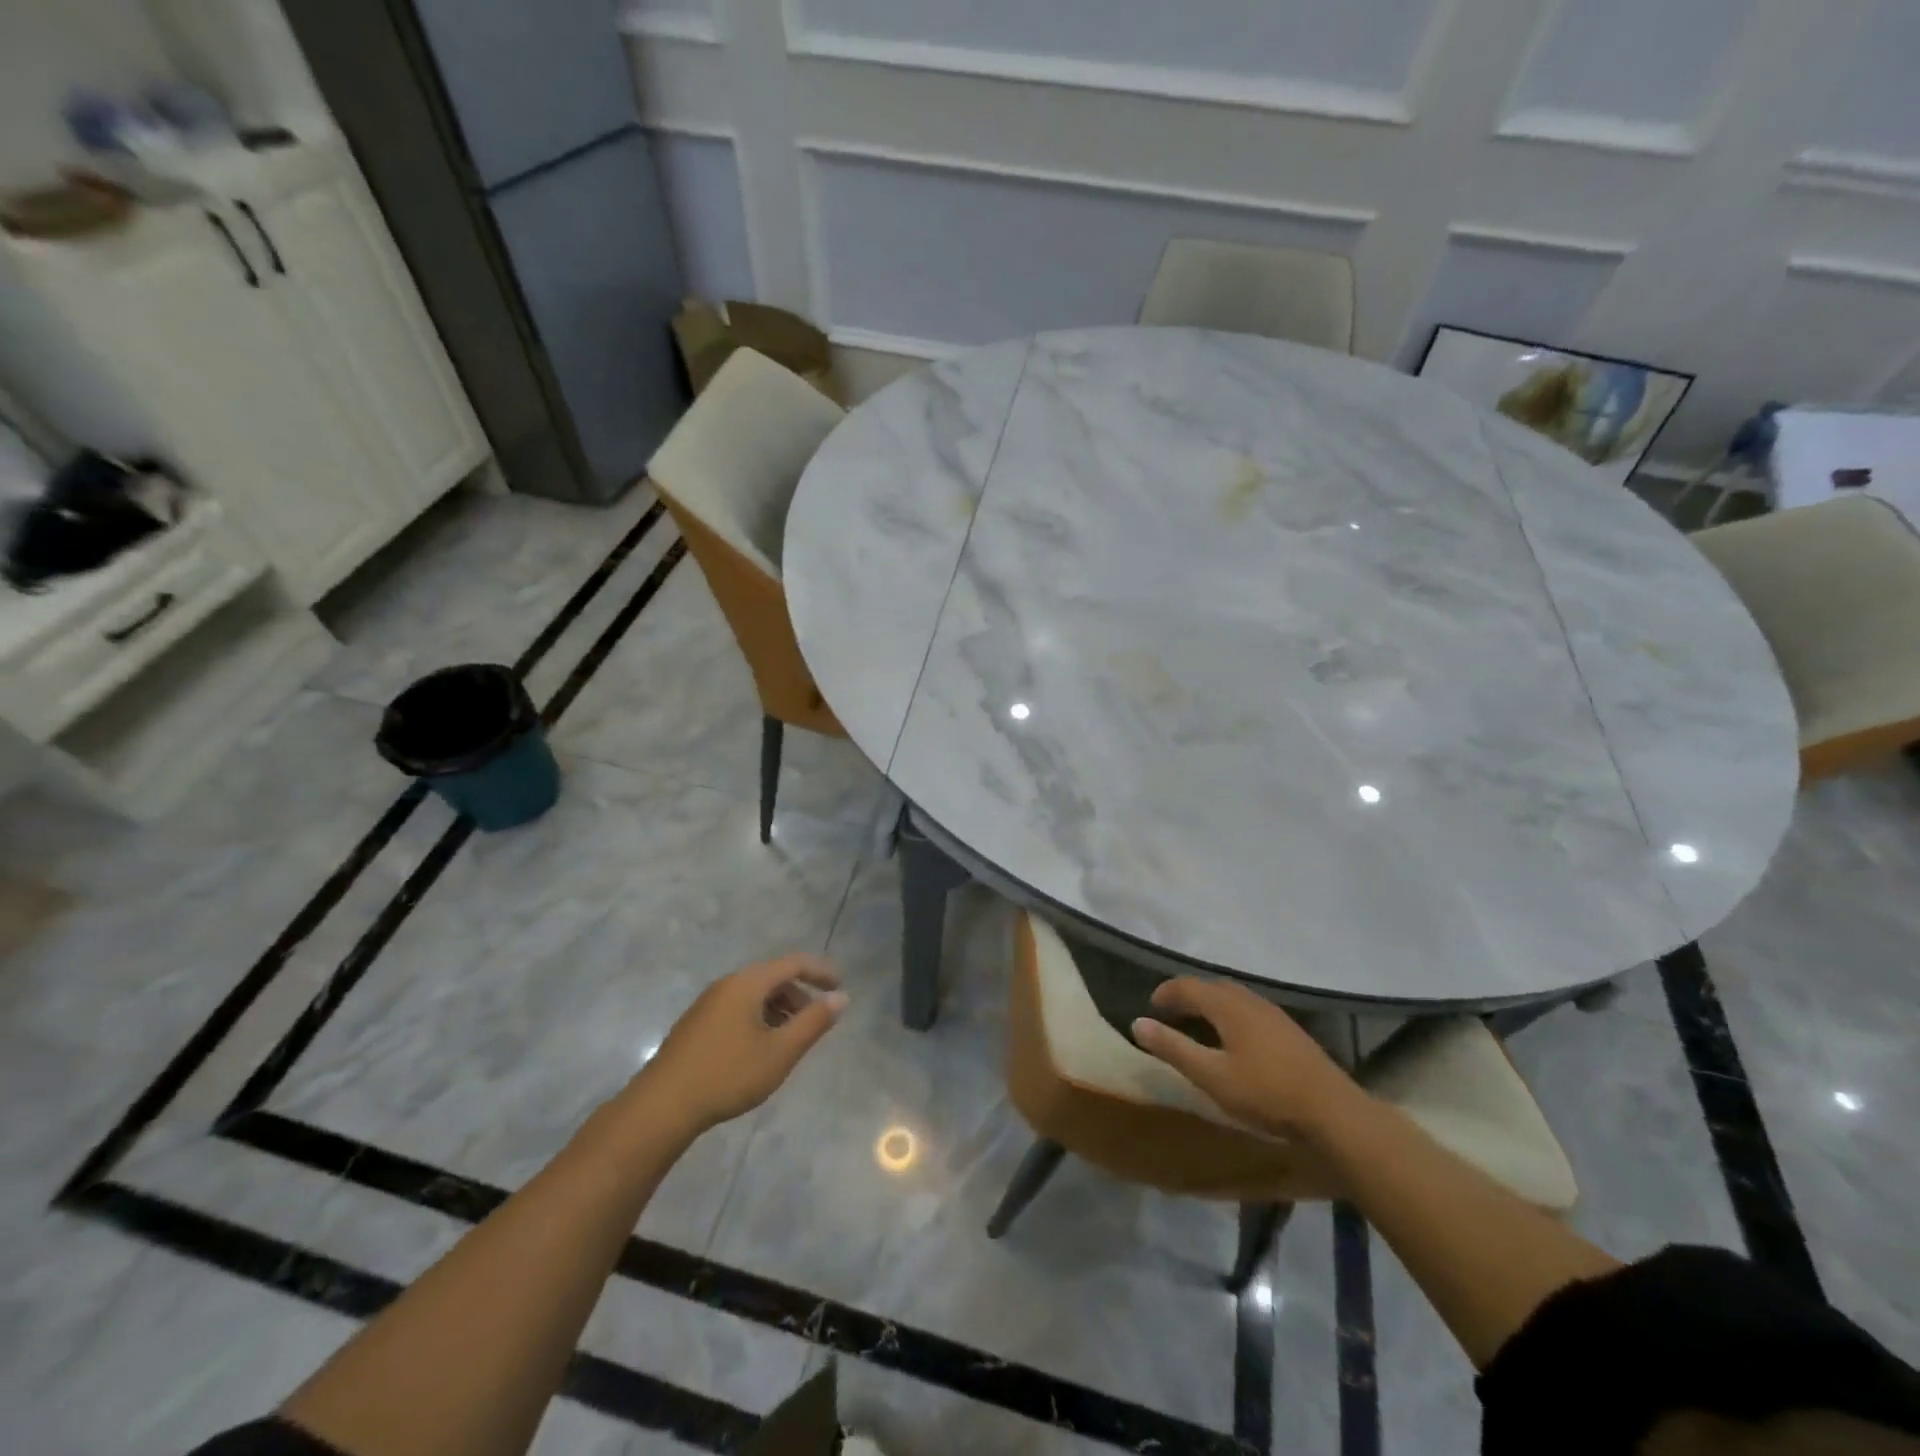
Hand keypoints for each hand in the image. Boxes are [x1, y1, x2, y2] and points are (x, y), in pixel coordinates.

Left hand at [635, 955, 846, 1134]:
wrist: (661, 1107)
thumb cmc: (728, 1075)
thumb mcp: (780, 1052)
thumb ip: (813, 1022)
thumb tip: (841, 997)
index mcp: (748, 983)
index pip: (793, 963)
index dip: (820, 972)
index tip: (840, 987)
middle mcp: (727, 984)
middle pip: (773, 977)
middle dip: (799, 994)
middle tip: (816, 1020)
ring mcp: (707, 1004)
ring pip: (754, 994)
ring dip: (779, 1009)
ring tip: (791, 1038)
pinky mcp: (696, 1025)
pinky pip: (738, 1008)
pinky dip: (759, 1018)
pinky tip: (760, 1049)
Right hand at [1131, 978, 1363, 1141]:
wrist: (1333, 1111)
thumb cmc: (1266, 1093)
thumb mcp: (1211, 1076)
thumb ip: (1174, 1048)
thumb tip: (1139, 1023)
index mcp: (1228, 1005)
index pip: (1188, 986)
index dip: (1166, 993)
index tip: (1150, 1007)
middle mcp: (1250, 1000)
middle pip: (1212, 987)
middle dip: (1188, 995)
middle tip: (1171, 1013)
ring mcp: (1273, 1013)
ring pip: (1233, 997)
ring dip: (1211, 1003)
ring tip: (1198, 1023)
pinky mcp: (1289, 1030)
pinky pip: (1249, 1009)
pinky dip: (1230, 1013)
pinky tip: (1234, 1037)